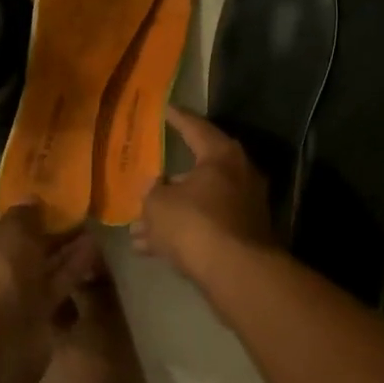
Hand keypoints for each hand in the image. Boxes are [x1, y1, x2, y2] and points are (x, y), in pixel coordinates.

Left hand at [0, 206, 87, 380]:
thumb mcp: (11, 232)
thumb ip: (25, 214)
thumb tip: (31, 201)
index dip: (12, 216)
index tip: (40, 207)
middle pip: (11, 249)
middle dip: (41, 234)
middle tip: (71, 217)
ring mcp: (0, 301)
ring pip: (33, 269)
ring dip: (59, 250)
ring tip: (88, 228)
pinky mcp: (26, 318)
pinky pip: (49, 287)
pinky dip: (68, 269)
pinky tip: (91, 249)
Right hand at [133, 107, 273, 280]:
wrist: (237, 273)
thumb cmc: (195, 223)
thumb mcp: (158, 204)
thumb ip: (152, 191)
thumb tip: (154, 186)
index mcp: (222, 155)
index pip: (195, 127)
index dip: (177, 118)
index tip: (165, 109)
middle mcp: (240, 175)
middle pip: (198, 171)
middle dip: (168, 183)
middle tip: (146, 182)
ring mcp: (245, 207)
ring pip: (199, 205)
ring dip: (170, 215)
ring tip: (137, 229)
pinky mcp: (244, 237)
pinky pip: (206, 228)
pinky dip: (182, 234)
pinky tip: (151, 249)